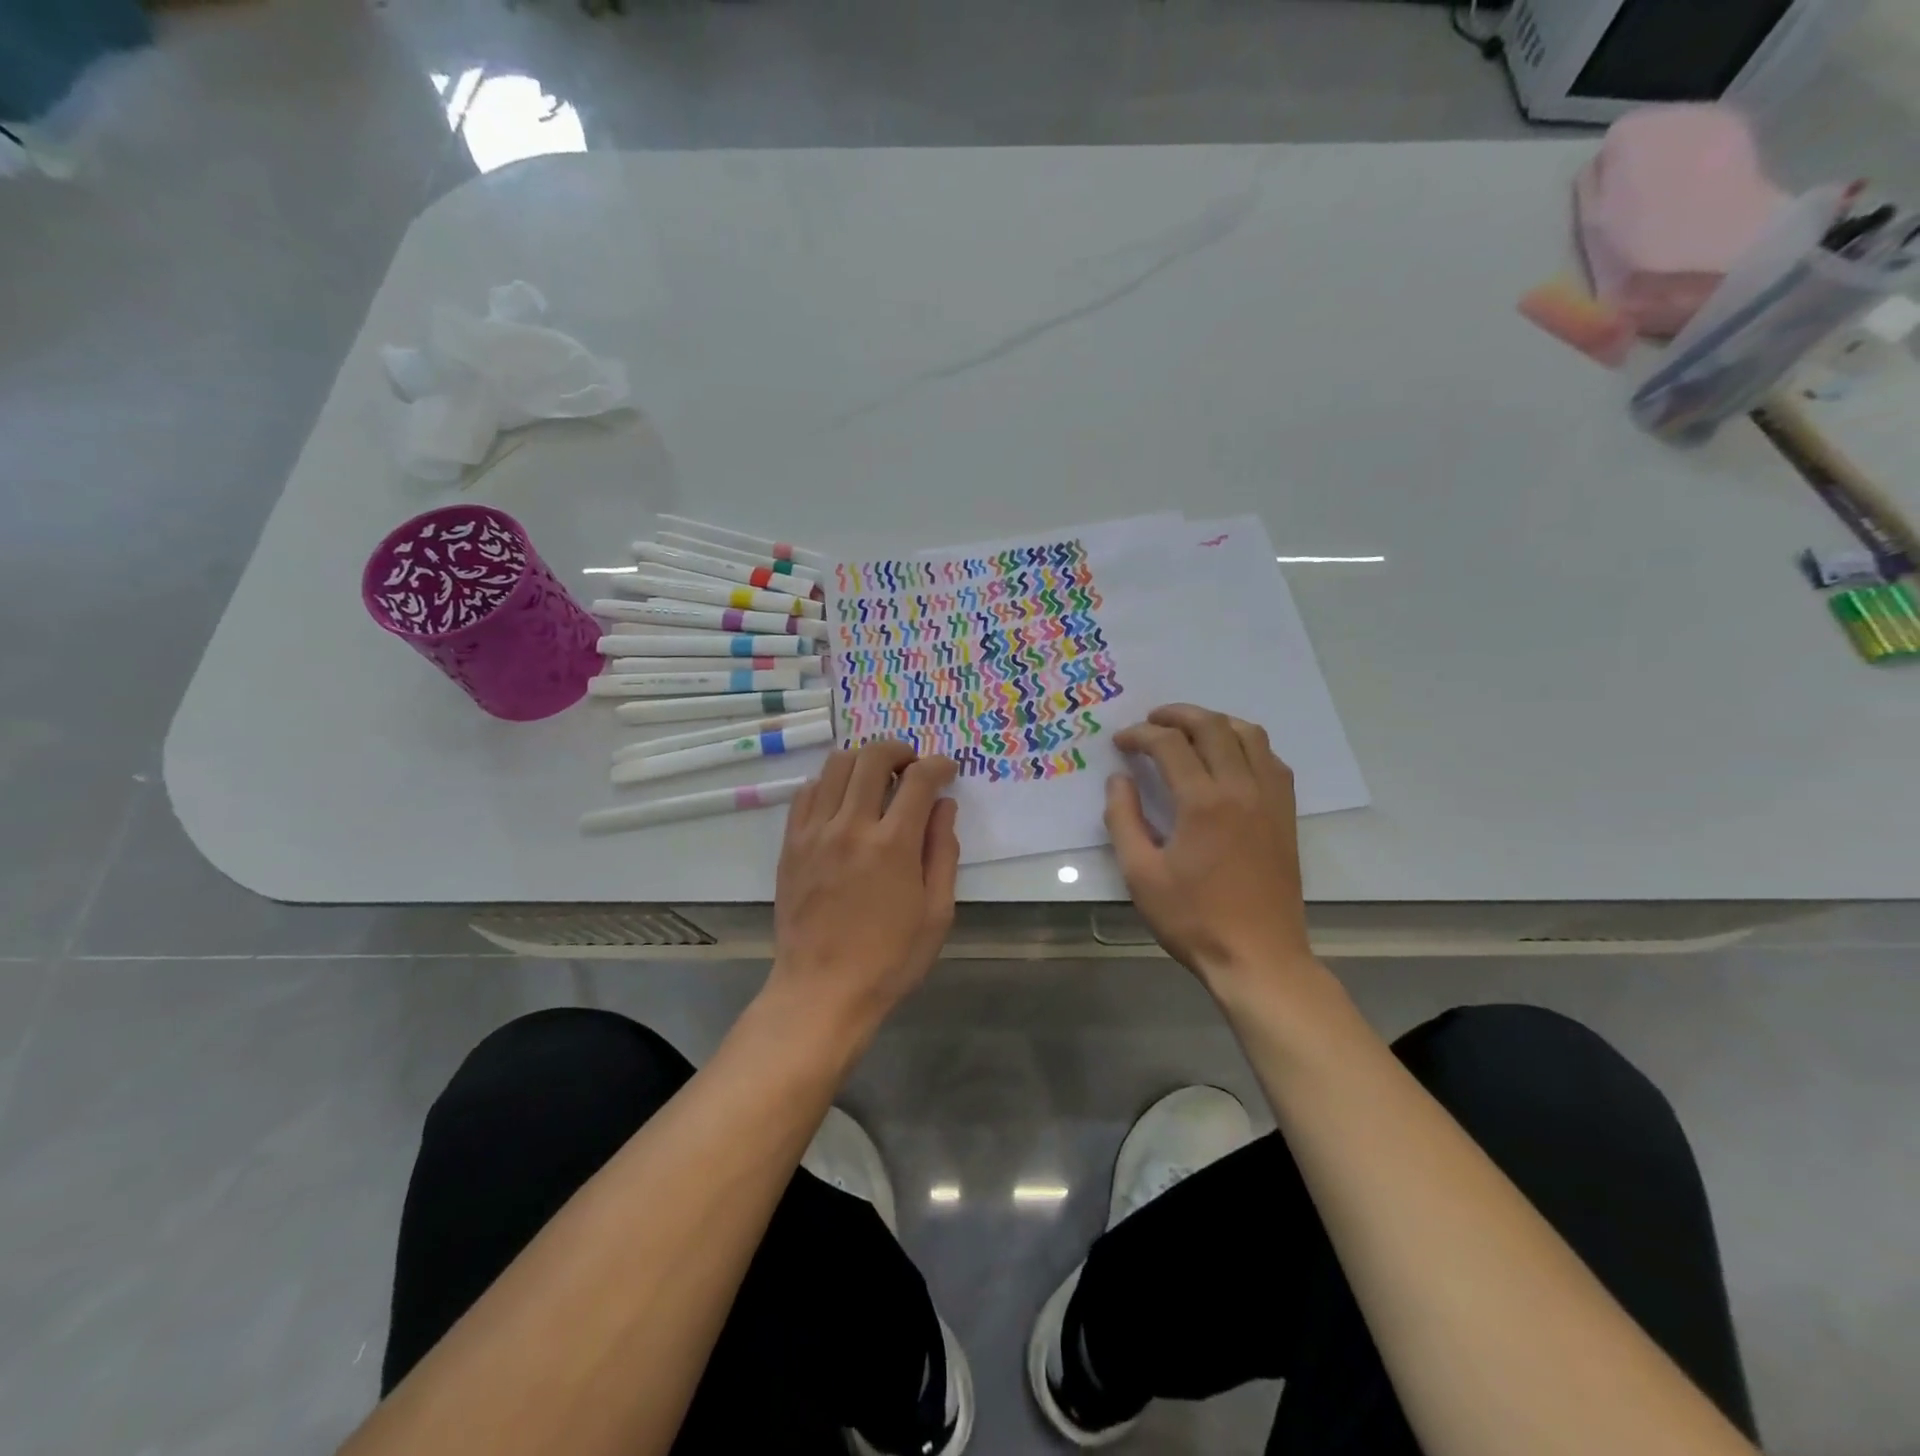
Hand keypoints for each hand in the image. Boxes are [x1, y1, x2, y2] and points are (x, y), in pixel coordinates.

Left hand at [768, 742, 959, 1038]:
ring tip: (877, 777)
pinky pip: (807, 792)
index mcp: (893, 845)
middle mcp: (851, 827)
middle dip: (899, 750)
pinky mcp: (791, 844)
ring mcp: (815, 833)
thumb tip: (944, 806)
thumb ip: (943, 852)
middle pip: (873, 758)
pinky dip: (830, 782)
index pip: (919, 779)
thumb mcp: (936, 912)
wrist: (822, 990)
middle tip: (912, 765)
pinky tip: (843, 799)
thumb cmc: (890, 959)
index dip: (938, 765)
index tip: (947, 769)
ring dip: (863, 760)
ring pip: (836, 766)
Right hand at [1108, 704, 1313, 992]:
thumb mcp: (1140, 874)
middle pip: (1213, 726)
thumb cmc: (1193, 919)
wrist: (1258, 957)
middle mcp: (1242, 788)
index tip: (1120, 742)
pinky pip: (1271, 760)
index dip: (1140, 735)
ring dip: (1216, 722)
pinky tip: (1229, 759)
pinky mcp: (1286, 815)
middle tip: (1151, 721)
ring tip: (1190, 731)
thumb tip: (1119, 780)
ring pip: (1250, 735)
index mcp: (1203, 802)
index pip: (1170, 744)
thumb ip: (1123, 820)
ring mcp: (1271, 799)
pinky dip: (1246, 745)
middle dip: (1177, 715)